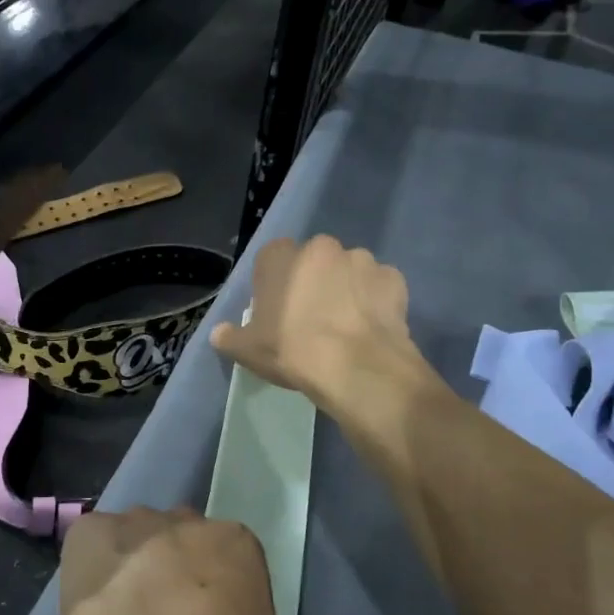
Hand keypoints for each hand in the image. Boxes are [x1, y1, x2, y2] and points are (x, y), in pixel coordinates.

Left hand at [60, 507, 339, 614]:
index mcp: (236, 545)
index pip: (235, 560)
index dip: (225, 594)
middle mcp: (185, 522)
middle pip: (184, 540)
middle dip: (179, 571)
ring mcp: (133, 524)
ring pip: (136, 538)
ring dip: (134, 568)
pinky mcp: (88, 534)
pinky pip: (92, 546)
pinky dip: (93, 571)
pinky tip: (92, 609)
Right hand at [208, 235, 423, 412]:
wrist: (356, 368)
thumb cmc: (293, 350)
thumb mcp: (248, 351)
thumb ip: (229, 337)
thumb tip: (219, 334)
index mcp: (281, 256)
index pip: (272, 259)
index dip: (274, 284)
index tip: (277, 311)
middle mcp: (322, 247)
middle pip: (313, 261)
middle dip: (313, 282)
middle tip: (311, 319)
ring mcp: (362, 259)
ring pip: (349, 271)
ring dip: (346, 289)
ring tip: (345, 326)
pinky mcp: (394, 278)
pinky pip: (379, 287)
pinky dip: (375, 302)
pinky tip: (370, 328)